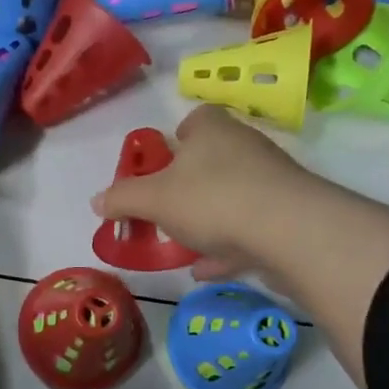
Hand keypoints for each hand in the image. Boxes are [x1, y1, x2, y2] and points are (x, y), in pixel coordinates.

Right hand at [90, 106, 312, 281]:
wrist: (291, 233)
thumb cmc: (212, 199)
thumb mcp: (153, 200)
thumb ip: (123, 198)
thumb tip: (97, 201)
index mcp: (213, 130)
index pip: (197, 119)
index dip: (178, 137)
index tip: (162, 164)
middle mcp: (246, 147)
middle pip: (214, 159)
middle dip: (190, 183)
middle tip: (166, 208)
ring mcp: (272, 183)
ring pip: (233, 196)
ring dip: (210, 219)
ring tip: (184, 245)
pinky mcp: (290, 217)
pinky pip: (251, 230)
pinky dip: (229, 248)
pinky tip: (207, 270)